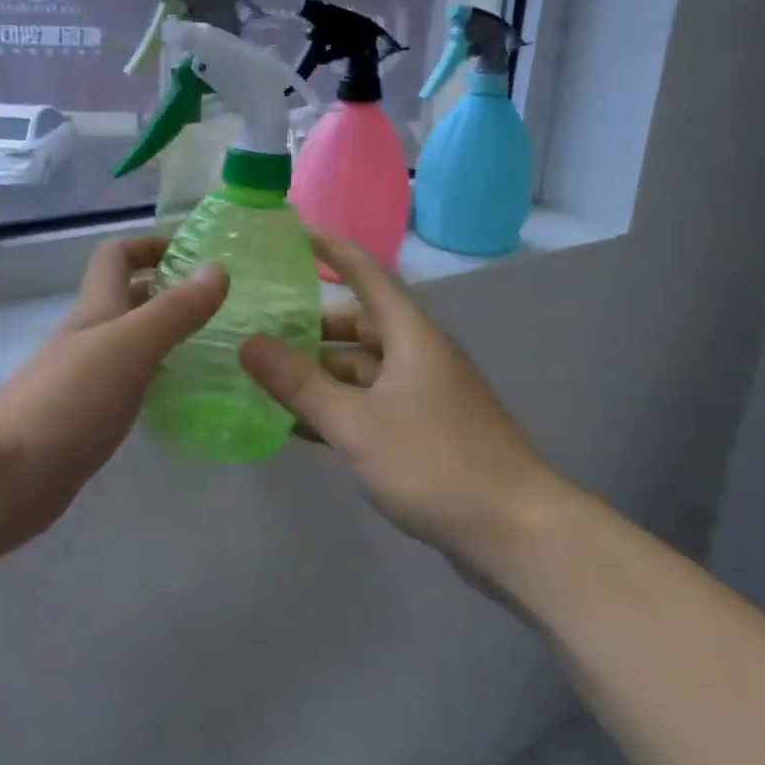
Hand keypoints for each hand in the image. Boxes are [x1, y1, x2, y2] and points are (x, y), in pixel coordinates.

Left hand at [0, 236, 227, 552]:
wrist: (4, 476)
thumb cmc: (69, 399)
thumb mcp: (130, 345)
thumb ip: (175, 310)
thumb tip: (218, 268)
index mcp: (96, 309)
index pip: (117, 256)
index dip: (152, 245)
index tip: (197, 256)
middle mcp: (88, 337)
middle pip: (127, 299)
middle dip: (170, 292)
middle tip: (222, 306)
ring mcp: (84, 379)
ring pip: (132, 344)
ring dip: (168, 338)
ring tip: (217, 349)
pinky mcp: (87, 419)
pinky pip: (129, 385)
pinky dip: (157, 380)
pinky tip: (183, 397)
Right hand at [238, 233, 556, 569]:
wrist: (517, 532)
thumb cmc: (435, 463)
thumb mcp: (355, 422)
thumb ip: (299, 383)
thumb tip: (248, 342)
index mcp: (410, 334)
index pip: (367, 273)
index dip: (333, 250)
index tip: (295, 232)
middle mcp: (419, 354)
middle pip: (359, 324)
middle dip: (312, 326)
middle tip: (261, 328)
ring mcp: (425, 394)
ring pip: (363, 368)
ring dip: (321, 372)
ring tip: (268, 379)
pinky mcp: (426, 430)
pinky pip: (372, 402)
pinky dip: (339, 405)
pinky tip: (301, 425)